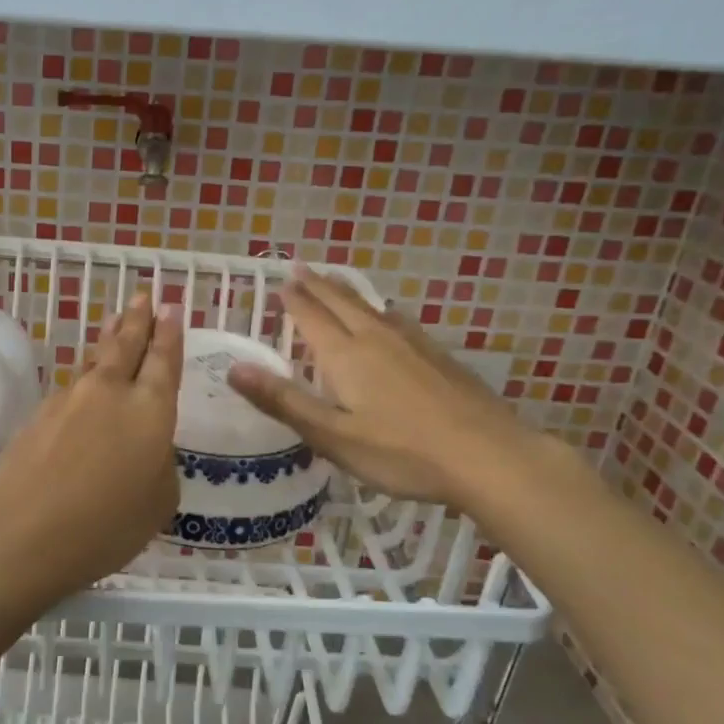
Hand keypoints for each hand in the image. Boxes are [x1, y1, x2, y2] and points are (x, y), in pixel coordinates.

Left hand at [0, 293, 181, 601]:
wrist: (19, 534)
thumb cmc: (104, 527)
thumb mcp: (157, 504)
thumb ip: (158, 466)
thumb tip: (146, 449)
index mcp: (149, 410)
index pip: (163, 361)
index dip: (169, 333)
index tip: (171, 307)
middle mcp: (109, 393)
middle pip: (126, 345)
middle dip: (138, 319)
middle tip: (143, 295)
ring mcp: (69, 400)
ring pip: (94, 360)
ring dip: (108, 339)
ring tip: (115, 321)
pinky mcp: (37, 414)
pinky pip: (72, 384)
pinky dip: (84, 374)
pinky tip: (84, 379)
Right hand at [226, 269, 539, 510]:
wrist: (488, 456)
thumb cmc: (401, 452)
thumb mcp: (332, 435)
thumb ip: (283, 401)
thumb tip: (234, 368)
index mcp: (346, 355)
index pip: (312, 317)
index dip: (294, 300)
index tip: (281, 280)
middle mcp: (377, 339)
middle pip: (341, 303)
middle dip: (318, 286)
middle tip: (301, 267)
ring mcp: (414, 345)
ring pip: (373, 308)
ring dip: (348, 293)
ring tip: (336, 284)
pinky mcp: (440, 357)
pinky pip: (399, 321)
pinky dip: (381, 311)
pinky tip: (390, 318)